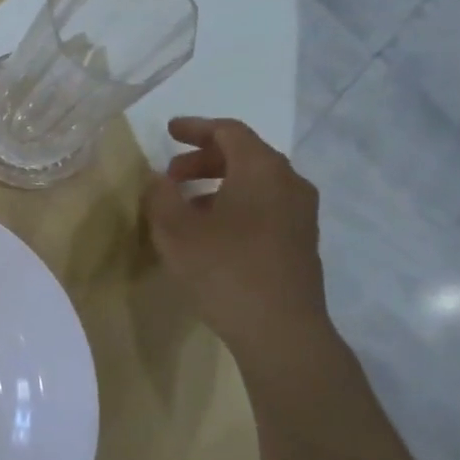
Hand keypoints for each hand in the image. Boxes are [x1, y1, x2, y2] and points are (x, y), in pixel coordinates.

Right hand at [144, 118, 329, 349]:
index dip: (196, 128)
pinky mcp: (301, 241)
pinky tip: (212, 231)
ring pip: (256, 182)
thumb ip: (161, 196)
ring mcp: (301, 214)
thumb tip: (158, 179)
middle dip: (204, 159)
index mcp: (261, 169)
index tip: (169, 131)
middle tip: (171, 174)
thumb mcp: (176, 231)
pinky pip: (266, 205)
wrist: (281, 331)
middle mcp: (289, 183)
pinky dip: (236, 203)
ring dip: (219, 184)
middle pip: (245, 155)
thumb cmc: (225, 270)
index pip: (229, 132)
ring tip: (186, 205)